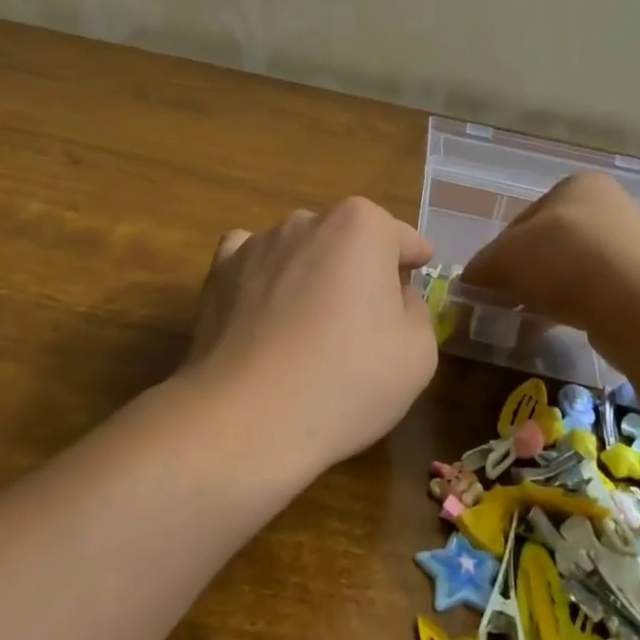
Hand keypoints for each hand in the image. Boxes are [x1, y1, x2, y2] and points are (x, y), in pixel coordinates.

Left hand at [185, 197, 438, 474]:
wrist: (248, 418)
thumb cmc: (347, 380)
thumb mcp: (418, 353)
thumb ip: (416, 310)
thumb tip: (394, 297)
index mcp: (362, 227)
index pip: (401, 237)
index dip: (415, 258)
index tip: (420, 271)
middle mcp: (308, 221)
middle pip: (348, 239)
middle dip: (362, 266)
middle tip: (369, 315)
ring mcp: (258, 243)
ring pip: (301, 249)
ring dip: (313, 272)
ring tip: (312, 323)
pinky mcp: (220, 271)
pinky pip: (252, 261)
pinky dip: (264, 277)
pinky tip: (266, 310)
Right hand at [461, 172, 639, 333]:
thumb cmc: (565, 259)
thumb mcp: (506, 257)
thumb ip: (483, 266)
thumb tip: (470, 282)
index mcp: (576, 186)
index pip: (522, 220)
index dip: (498, 252)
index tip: (485, 282)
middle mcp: (607, 209)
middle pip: (547, 245)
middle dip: (523, 274)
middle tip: (503, 304)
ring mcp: (629, 248)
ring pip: (571, 272)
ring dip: (546, 293)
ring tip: (526, 321)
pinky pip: (594, 296)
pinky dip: (573, 308)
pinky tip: (557, 328)